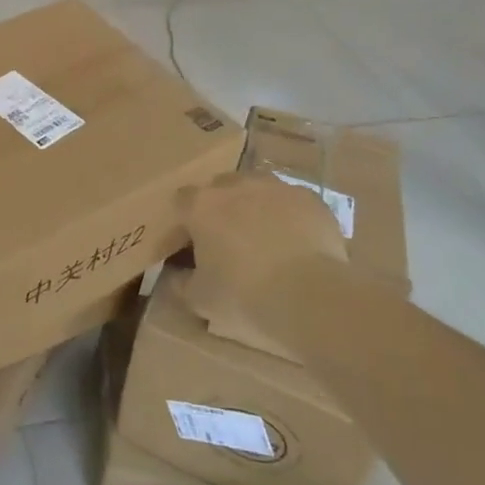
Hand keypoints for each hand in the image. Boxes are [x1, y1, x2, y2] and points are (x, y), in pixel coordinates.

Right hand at [178, 171, 345, 299]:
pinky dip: (290, 216)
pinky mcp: (309, 198)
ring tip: (266, 238)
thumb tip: (175, 275)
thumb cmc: (244, 297)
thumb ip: (180, 283)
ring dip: (256, 206)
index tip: (192, 245)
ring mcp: (275, 188)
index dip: (186, 222)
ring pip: (258, 189)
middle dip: (222, 208)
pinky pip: (292, 202)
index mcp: (201, 205)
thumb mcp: (200, 299)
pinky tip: (298, 242)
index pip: (182, 201)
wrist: (310, 297)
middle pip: (221, 188)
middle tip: (230, 241)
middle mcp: (235, 185)